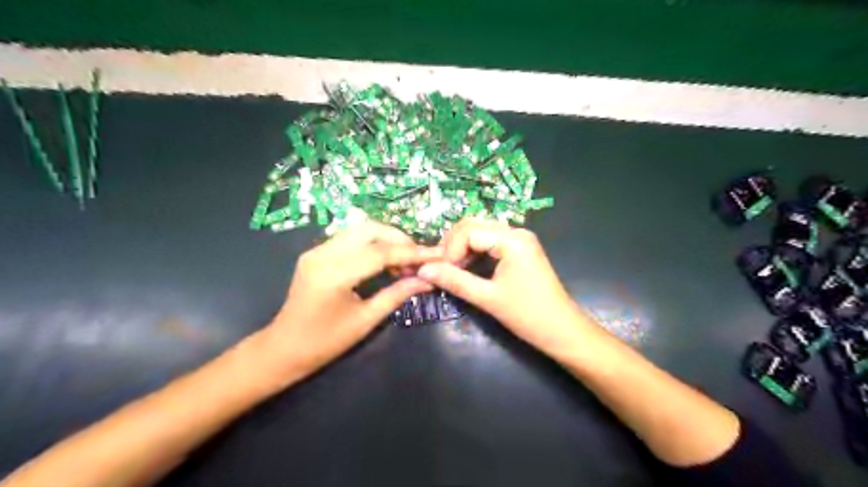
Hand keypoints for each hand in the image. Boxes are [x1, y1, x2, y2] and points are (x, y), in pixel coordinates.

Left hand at [260, 223, 440, 382]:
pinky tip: (384, 260)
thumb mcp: (365, 320)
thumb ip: (397, 295)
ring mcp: (316, 250)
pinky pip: (350, 237)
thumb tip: (428, 280)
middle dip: (399, 239)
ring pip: (360, 229)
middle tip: (418, 258)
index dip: (412, 252)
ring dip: (386, 239)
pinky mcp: (316, 252)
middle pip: (369, 229)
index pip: (380, 253)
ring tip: (404, 260)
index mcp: (334, 274)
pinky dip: (372, 243)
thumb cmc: (325, 342)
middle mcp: (322, 253)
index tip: (437, 254)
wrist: (283, 348)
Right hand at [414, 220, 594, 358]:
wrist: (563, 331)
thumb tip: (423, 270)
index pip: (468, 231)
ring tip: (451, 270)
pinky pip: (490, 241)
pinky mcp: (520, 250)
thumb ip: (454, 281)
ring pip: (480, 232)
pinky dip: (474, 251)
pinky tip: (466, 268)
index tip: (440, 272)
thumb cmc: (528, 315)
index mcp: (512, 239)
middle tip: (442, 269)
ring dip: (462, 248)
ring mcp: (519, 240)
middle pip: (473, 225)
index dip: (449, 249)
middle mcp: (516, 232)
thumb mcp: (487, 298)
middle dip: (453, 245)